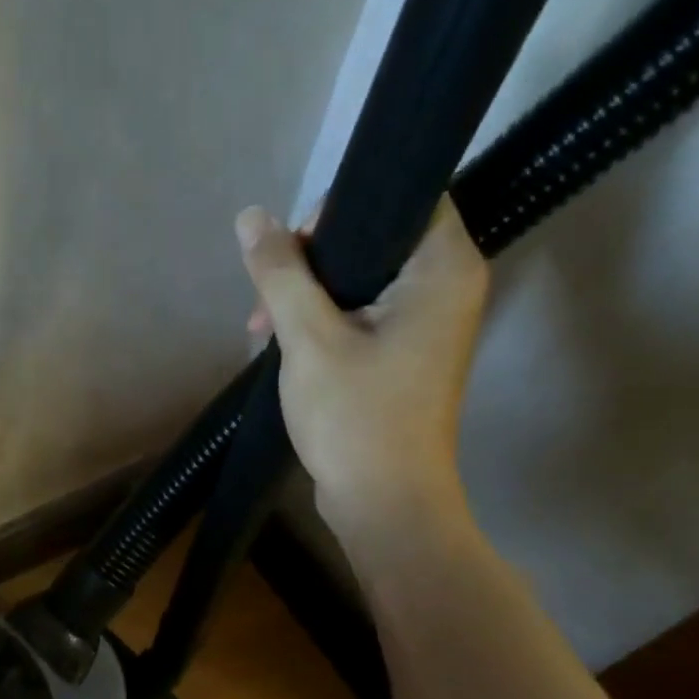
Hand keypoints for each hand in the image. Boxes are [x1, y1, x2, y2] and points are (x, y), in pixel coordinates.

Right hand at [237, 198, 488, 548]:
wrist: (384, 503)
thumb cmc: (355, 417)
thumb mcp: (308, 339)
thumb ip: (281, 274)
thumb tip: (251, 217)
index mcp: (442, 268)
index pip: (400, 195)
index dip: (339, 209)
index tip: (290, 249)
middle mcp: (447, 287)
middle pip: (375, 238)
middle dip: (310, 263)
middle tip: (266, 300)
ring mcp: (428, 325)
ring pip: (362, 281)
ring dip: (309, 297)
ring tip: (263, 331)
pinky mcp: (407, 356)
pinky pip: (364, 316)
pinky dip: (325, 323)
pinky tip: (286, 347)